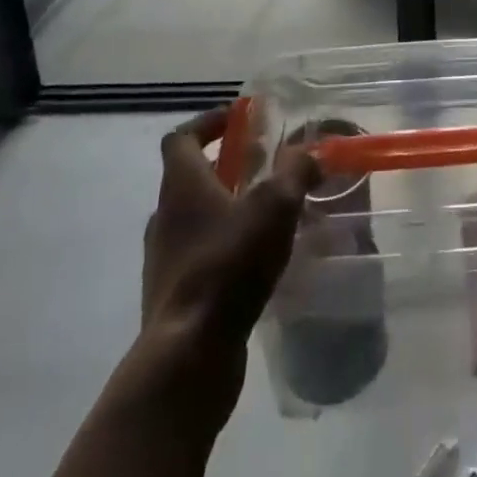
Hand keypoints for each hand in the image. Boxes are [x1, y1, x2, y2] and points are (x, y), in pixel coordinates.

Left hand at [123, 108, 320, 439]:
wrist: (188, 355)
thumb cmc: (229, 264)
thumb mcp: (275, 206)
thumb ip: (295, 172)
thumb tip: (311, 153)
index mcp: (182, 185)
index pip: (181, 138)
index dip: (209, 123)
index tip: (239, 120)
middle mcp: (165, 217)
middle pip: (191, 177)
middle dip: (228, 167)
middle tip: (265, 166)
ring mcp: (165, 259)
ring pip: (196, 218)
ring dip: (227, 208)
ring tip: (268, 214)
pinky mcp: (173, 296)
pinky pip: (200, 256)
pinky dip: (225, 247)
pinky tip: (258, 260)